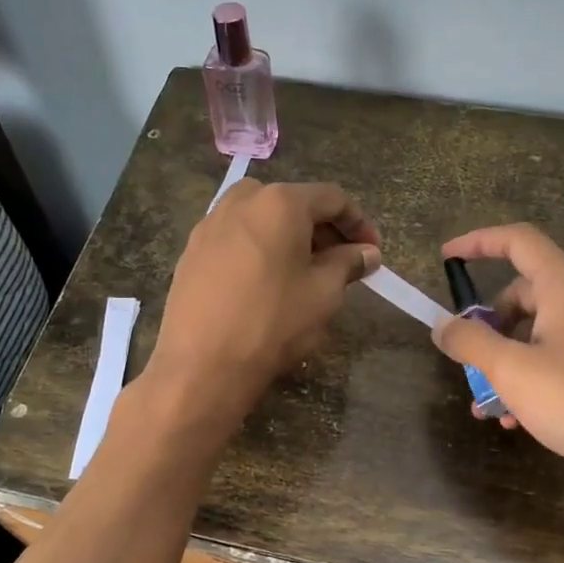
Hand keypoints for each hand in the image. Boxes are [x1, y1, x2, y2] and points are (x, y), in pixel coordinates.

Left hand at [144, 180, 381, 426]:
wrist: (202, 363)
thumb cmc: (273, 321)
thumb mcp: (323, 293)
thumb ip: (348, 264)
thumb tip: (367, 253)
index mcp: (280, 202)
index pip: (331, 198)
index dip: (358, 223)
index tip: (372, 251)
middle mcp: (241, 201)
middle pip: (293, 203)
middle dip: (322, 230)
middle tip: (341, 263)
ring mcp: (210, 224)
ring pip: (261, 218)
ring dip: (288, 237)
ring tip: (303, 272)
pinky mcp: (191, 250)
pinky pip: (236, 237)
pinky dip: (259, 249)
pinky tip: (265, 282)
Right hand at [432, 224, 563, 562]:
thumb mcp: (512, 370)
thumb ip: (471, 341)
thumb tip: (442, 324)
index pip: (519, 241)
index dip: (479, 241)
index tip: (446, 258)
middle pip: (524, 294)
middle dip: (488, 324)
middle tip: (468, 358)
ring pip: (539, 335)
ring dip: (505, 362)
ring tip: (487, 405)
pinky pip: (559, 363)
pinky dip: (531, 381)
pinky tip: (518, 421)